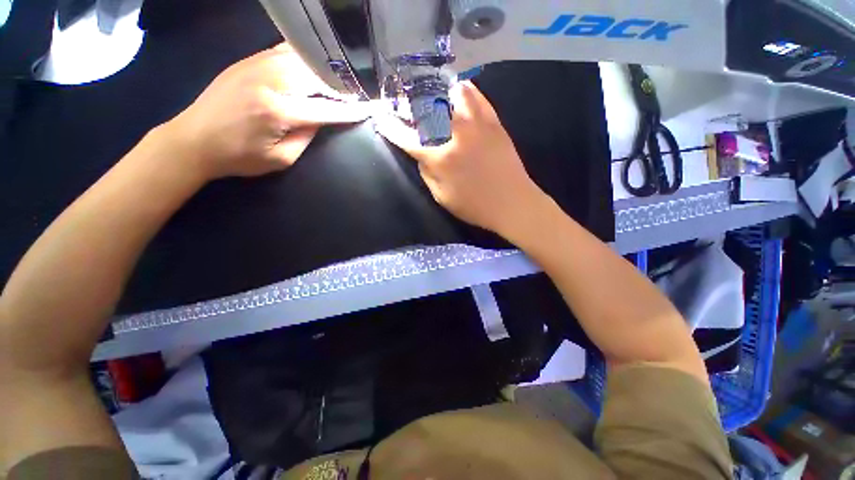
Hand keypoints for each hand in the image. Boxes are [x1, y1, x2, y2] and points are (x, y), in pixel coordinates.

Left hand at [162, 43, 368, 180]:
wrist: (193, 139)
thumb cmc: (239, 157)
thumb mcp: (281, 159)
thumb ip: (306, 138)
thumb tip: (320, 120)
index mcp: (279, 111)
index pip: (326, 109)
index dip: (349, 111)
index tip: (367, 109)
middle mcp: (270, 81)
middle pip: (316, 76)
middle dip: (339, 86)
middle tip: (354, 93)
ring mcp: (257, 65)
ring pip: (302, 58)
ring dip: (323, 69)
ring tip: (336, 80)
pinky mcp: (247, 60)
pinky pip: (283, 51)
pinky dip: (302, 57)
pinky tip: (309, 66)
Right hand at [376, 81, 547, 236]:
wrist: (513, 203)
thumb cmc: (475, 206)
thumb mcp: (442, 197)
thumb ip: (427, 173)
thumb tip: (421, 154)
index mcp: (440, 158)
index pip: (407, 138)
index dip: (391, 128)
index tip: (381, 119)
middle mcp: (455, 134)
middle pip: (426, 108)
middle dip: (410, 104)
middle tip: (406, 106)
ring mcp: (476, 124)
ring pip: (452, 93)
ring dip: (438, 93)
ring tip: (434, 98)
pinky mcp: (493, 122)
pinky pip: (476, 96)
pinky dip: (464, 91)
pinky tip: (458, 92)